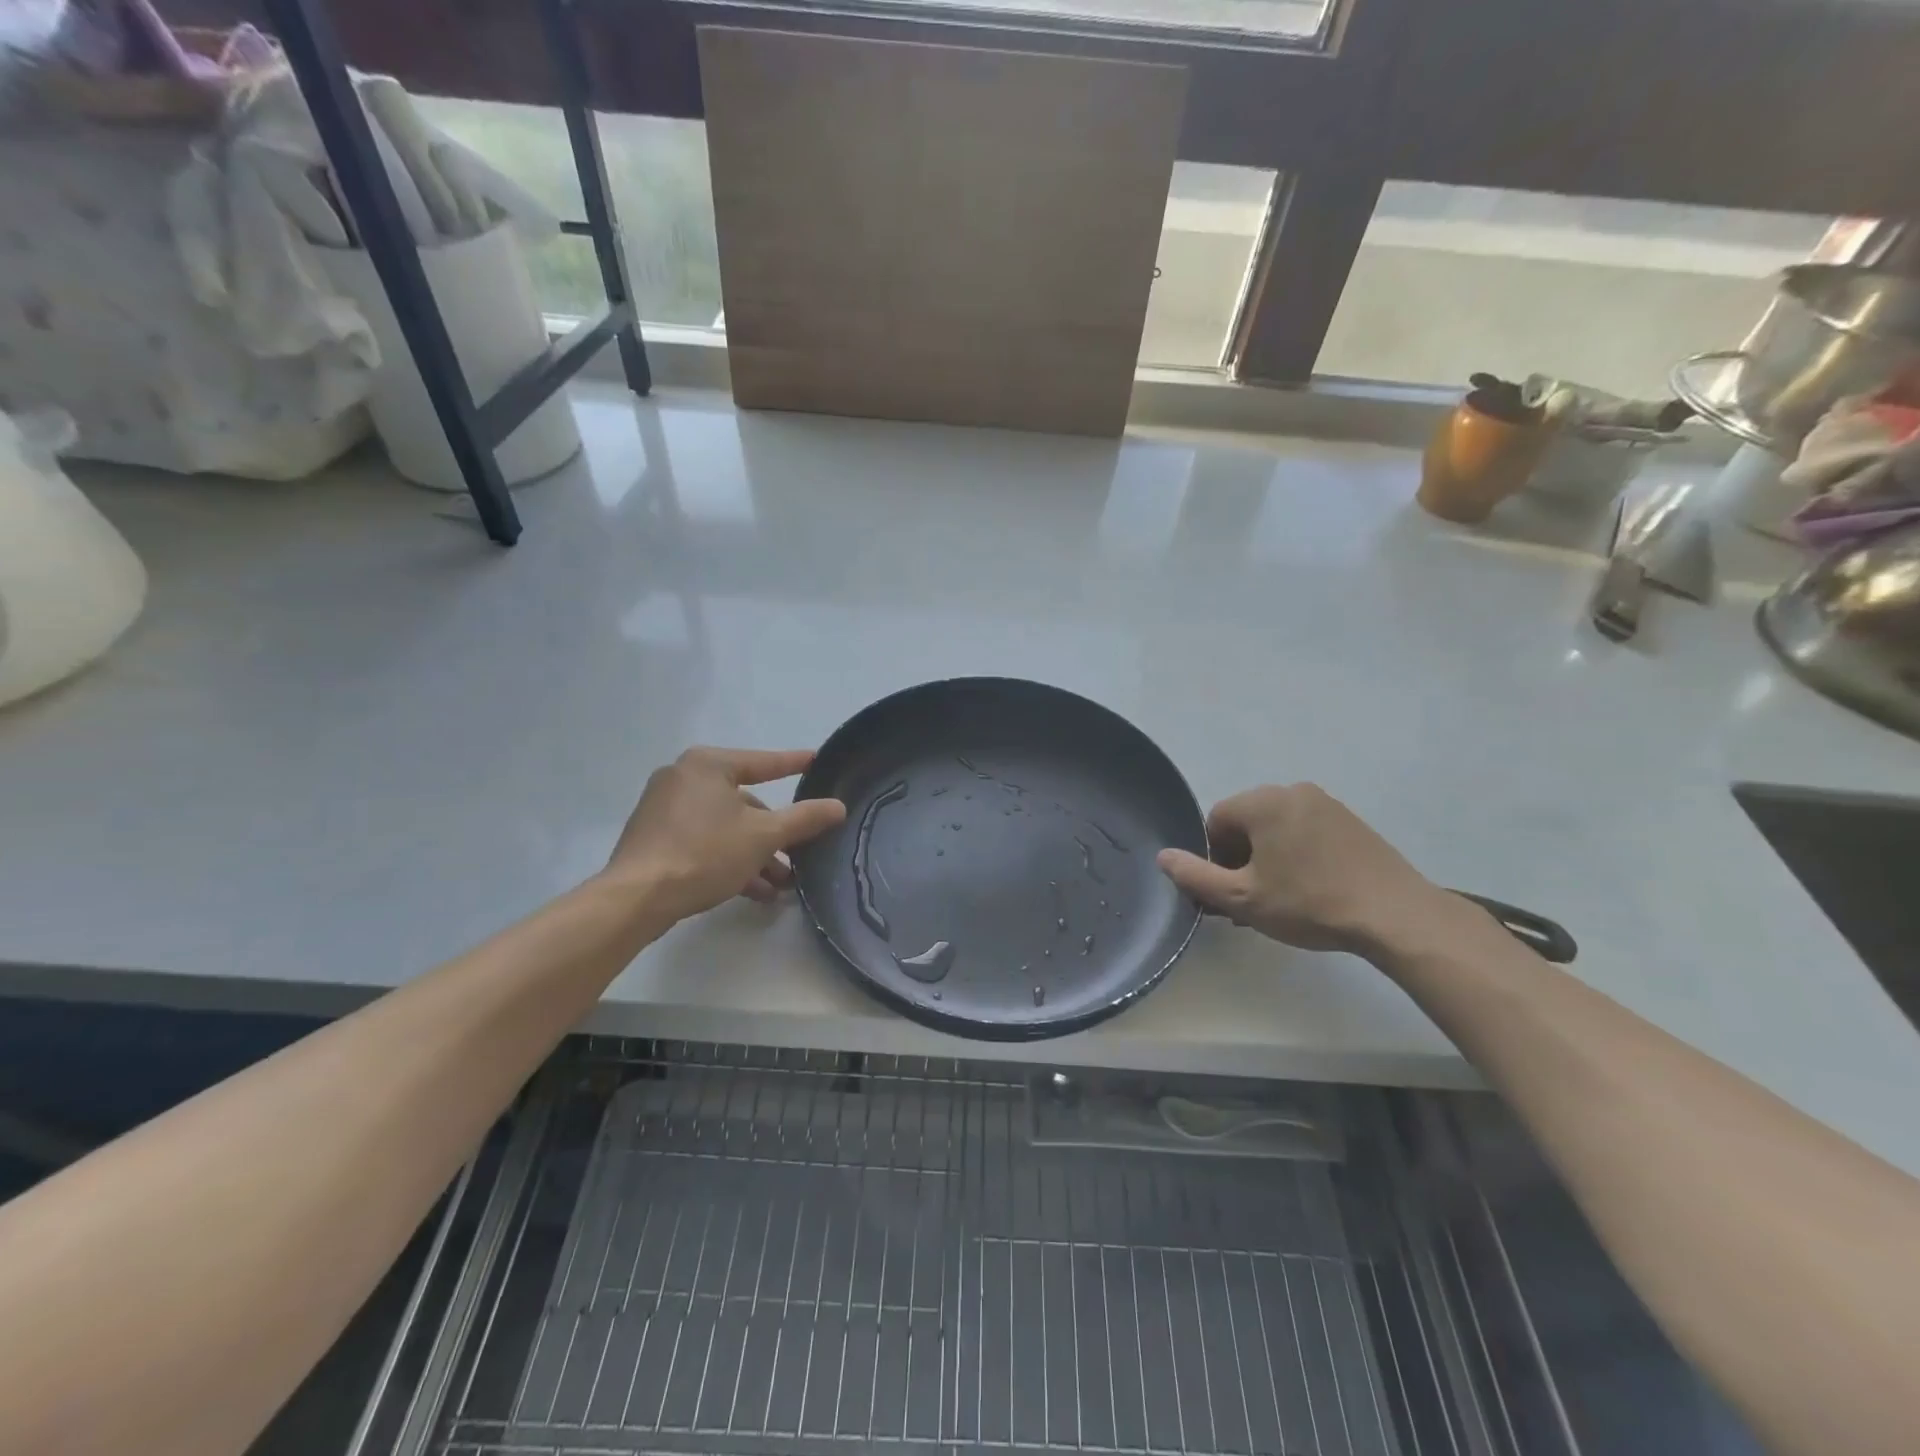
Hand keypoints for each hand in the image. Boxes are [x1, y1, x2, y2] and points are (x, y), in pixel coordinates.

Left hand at [603, 747, 846, 924]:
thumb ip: (804, 819)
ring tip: (780, 885)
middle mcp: (683, 777)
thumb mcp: (764, 836)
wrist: (636, 898)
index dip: (793, 764)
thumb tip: (838, 806)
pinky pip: (703, 840)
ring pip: (725, 826)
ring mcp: (664, 808)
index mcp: (708, 765)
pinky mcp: (654, 837)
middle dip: (774, 834)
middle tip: (799, 855)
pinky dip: (729, 858)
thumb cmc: (705, 854)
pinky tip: (752, 891)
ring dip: (755, 854)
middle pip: (745, 802)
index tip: (816, 760)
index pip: (763, 762)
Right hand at [1157, 784, 1446, 953]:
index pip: (1216, 820)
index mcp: (1264, 801)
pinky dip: (1298, 854)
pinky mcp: (1352, 822)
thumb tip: (1163, 857)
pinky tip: (1311, 889)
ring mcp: (1327, 804)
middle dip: (1241, 858)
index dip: (1214, 857)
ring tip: (1282, 898)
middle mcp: (1293, 791)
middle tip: (1253, 899)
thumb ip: (1196, 876)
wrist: (1395, 916)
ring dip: (1269, 857)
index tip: (1231, 890)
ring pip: (1277, 828)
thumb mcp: (1243, 898)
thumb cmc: (1309, 904)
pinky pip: (1307, 831)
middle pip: (1247, 821)